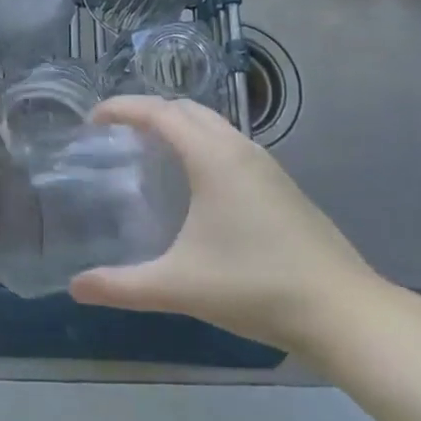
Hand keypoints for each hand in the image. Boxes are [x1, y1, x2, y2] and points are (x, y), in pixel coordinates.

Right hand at [67, 96, 389, 358]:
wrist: (345, 312)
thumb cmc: (256, 287)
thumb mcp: (179, 286)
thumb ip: (122, 285)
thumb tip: (75, 287)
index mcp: (212, 158)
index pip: (159, 112)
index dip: (122, 108)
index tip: (92, 118)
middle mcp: (239, 149)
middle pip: (186, 108)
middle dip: (148, 110)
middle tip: (117, 132)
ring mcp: (267, 165)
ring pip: (213, 125)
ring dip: (179, 125)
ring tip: (150, 150)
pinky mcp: (282, 185)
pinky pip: (230, 144)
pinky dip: (201, 143)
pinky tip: (195, 182)